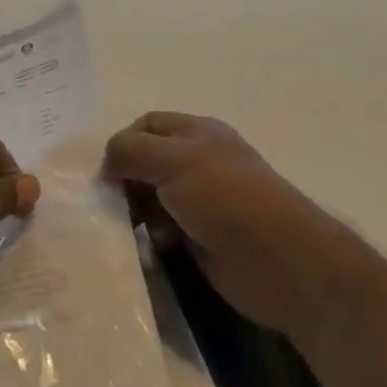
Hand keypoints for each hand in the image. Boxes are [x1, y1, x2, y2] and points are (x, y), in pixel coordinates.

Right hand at [103, 112, 335, 328]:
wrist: (281, 262)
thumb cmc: (227, 198)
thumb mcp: (174, 160)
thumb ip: (131, 150)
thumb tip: (106, 164)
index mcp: (197, 133)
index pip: (146, 125)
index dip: (122, 143)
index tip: (108, 173)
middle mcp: (198, 162)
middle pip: (145, 162)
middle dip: (125, 180)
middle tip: (114, 204)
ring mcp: (201, 201)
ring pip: (151, 197)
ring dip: (135, 211)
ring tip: (132, 229)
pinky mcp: (201, 237)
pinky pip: (163, 229)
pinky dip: (151, 236)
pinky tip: (154, 247)